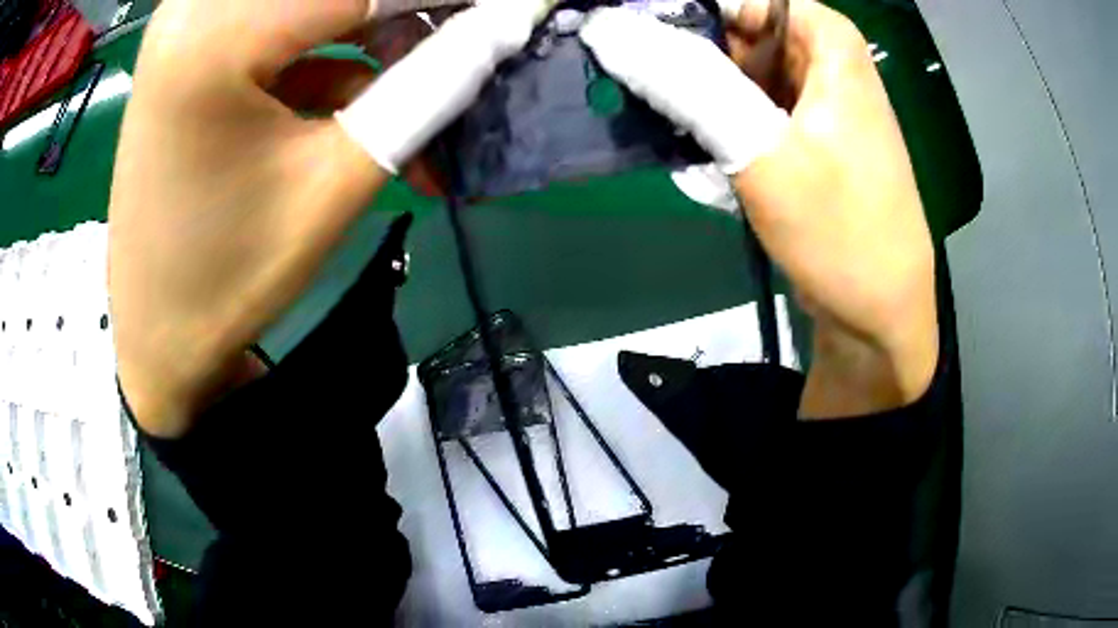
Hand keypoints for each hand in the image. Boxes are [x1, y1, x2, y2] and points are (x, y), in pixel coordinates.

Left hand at [110, 0, 550, 437]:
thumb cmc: (231, 276)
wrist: (157, 335)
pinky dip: (330, 55)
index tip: (512, 10)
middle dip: (407, 13)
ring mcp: (185, 29)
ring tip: (419, 93)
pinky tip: (357, 105)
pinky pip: (281, 27)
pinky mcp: (191, 52)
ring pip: (308, 5)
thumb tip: (507, 27)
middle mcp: (191, 12)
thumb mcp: (336, 182)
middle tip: (467, 44)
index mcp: (213, 40)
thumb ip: (430, 86)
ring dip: (373, 36)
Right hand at [581, 0, 936, 417]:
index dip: (684, 18)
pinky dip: (722, 142)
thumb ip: (689, 84)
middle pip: (734, 38)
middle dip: (692, 75)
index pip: (737, 0)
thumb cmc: (841, 233)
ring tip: (698, 160)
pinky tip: (718, 180)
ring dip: (703, 116)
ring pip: (734, 81)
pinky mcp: (803, 142)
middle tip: (666, 116)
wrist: (880, 318)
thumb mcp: (763, 151)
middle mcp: (822, 63)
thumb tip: (610, 30)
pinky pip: (747, 119)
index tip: (639, 54)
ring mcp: (812, 104)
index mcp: (828, 43)